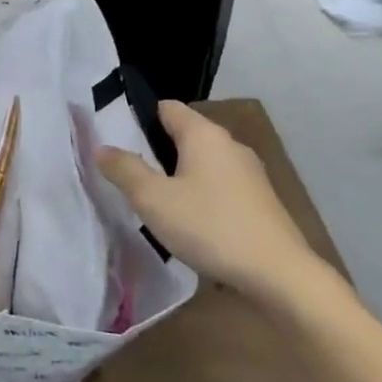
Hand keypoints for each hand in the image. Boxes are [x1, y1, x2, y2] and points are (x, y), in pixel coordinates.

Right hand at [96, 102, 343, 313]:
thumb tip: (101, 147)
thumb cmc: (209, 226)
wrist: (279, 274)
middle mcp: (229, 145)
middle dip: (155, 150)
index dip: (138, 118)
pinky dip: (200, 194)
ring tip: (153, 200)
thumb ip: (124, 169)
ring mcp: (250, 173)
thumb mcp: (153, 199)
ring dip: (177, 175)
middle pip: (184, 135)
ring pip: (202, 162)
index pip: (166, 108)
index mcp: (204, 134)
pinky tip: (188, 221)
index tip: (115, 140)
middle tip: (127, 174)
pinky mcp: (260, 200)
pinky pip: (219, 185)